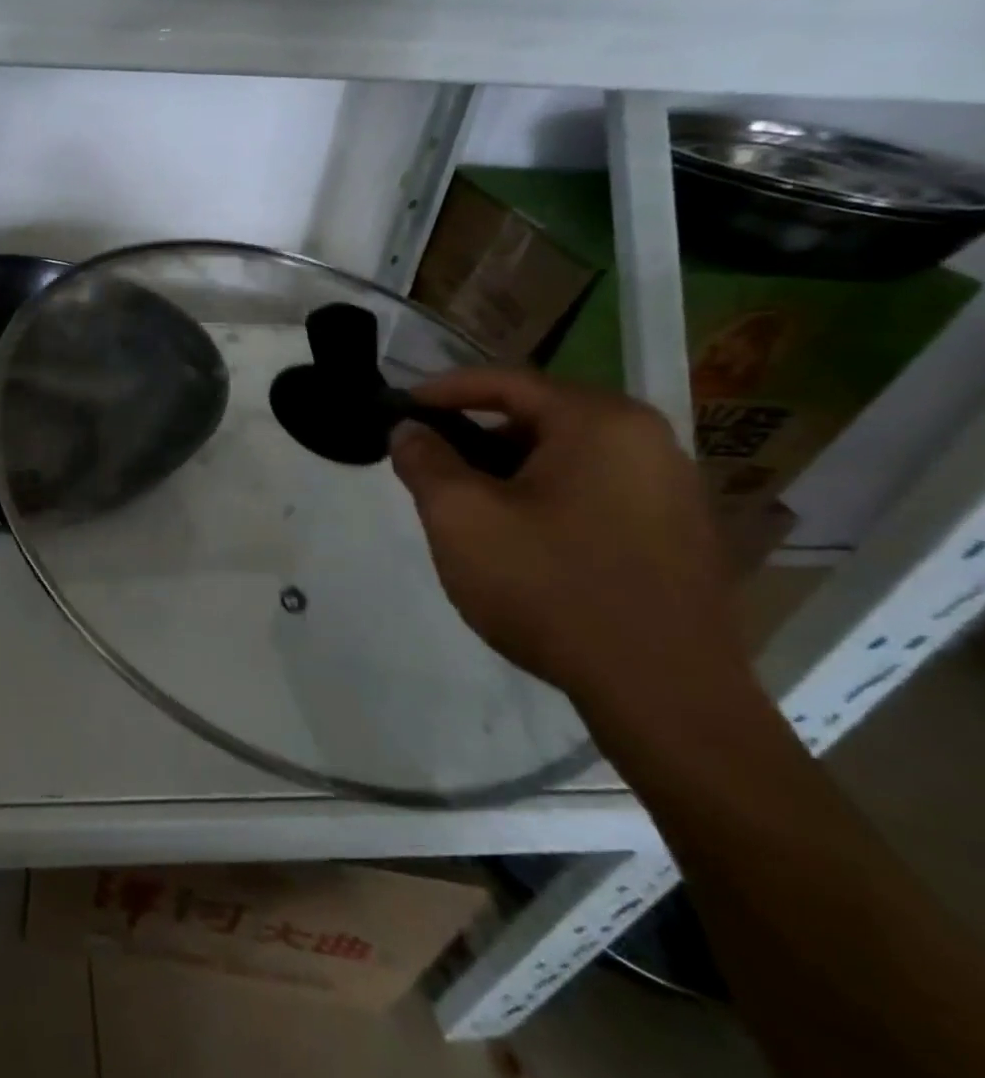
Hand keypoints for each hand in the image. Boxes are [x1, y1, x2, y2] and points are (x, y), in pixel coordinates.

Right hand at [389, 367, 746, 706]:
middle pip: (538, 418)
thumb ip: (425, 461)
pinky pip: (594, 492)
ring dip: (508, 472)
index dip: (443, 390)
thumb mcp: (461, 517)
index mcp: (601, 422)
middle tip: (428, 466)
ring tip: (467, 507)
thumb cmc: (551, 587)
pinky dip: (546, 499)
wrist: (664, 695)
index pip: (506, 382)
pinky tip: (521, 541)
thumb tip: (408, 430)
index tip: (399, 408)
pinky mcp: (678, 535)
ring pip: (565, 458)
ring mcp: (672, 489)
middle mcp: (648, 441)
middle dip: (474, 437)